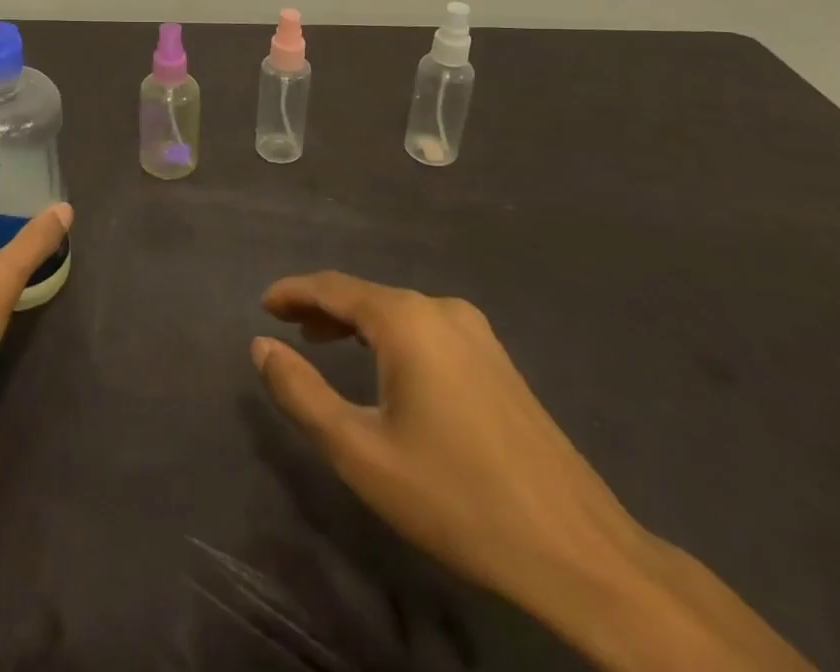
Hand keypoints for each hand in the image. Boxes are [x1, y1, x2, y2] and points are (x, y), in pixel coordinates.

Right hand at [250, 273, 648, 616]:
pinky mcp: (497, 360)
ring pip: (397, 313)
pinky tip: (385, 367)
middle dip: (322, 308)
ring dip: (356, 323)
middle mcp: (440, 309)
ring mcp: (476, 332)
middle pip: (366, 296)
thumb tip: (261, 346)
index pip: (332, 287)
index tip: (263, 305)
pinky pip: (426, 330)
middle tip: (288, 327)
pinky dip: (390, 337)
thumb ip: (301, 393)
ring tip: (324, 343)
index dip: (293, 292)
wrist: (577, 551)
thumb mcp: (360, 452)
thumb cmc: (456, 497)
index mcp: (406, 320)